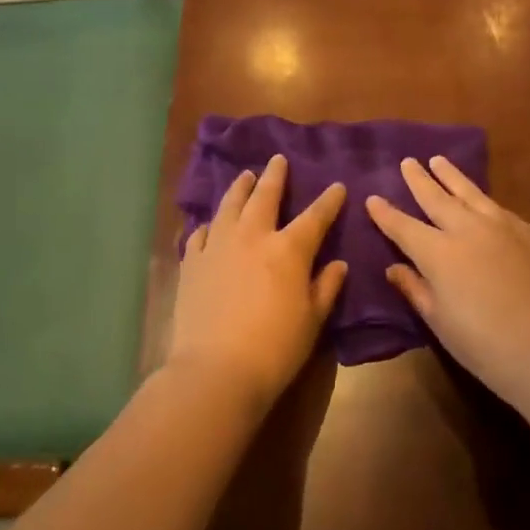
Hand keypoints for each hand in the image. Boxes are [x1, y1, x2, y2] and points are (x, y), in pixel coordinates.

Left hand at [167, 154, 347, 405]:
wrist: (215, 370)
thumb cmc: (275, 348)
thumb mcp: (313, 320)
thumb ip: (326, 287)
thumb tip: (337, 264)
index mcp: (289, 249)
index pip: (315, 216)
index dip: (329, 200)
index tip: (336, 186)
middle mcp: (252, 237)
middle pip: (265, 197)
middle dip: (275, 177)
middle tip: (278, 160)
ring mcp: (218, 247)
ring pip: (229, 206)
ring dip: (239, 188)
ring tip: (245, 176)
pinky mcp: (191, 263)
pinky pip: (200, 234)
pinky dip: (209, 225)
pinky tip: (210, 224)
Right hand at [365, 157, 529, 401]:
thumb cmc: (483, 345)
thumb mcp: (439, 321)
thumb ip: (415, 289)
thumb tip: (395, 268)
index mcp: (439, 253)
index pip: (404, 226)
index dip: (386, 213)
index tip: (372, 198)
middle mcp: (469, 230)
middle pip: (437, 198)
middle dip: (419, 180)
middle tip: (408, 162)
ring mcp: (505, 228)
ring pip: (472, 194)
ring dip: (453, 177)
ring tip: (440, 161)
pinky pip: (501, 211)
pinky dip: (484, 202)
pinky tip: (483, 202)